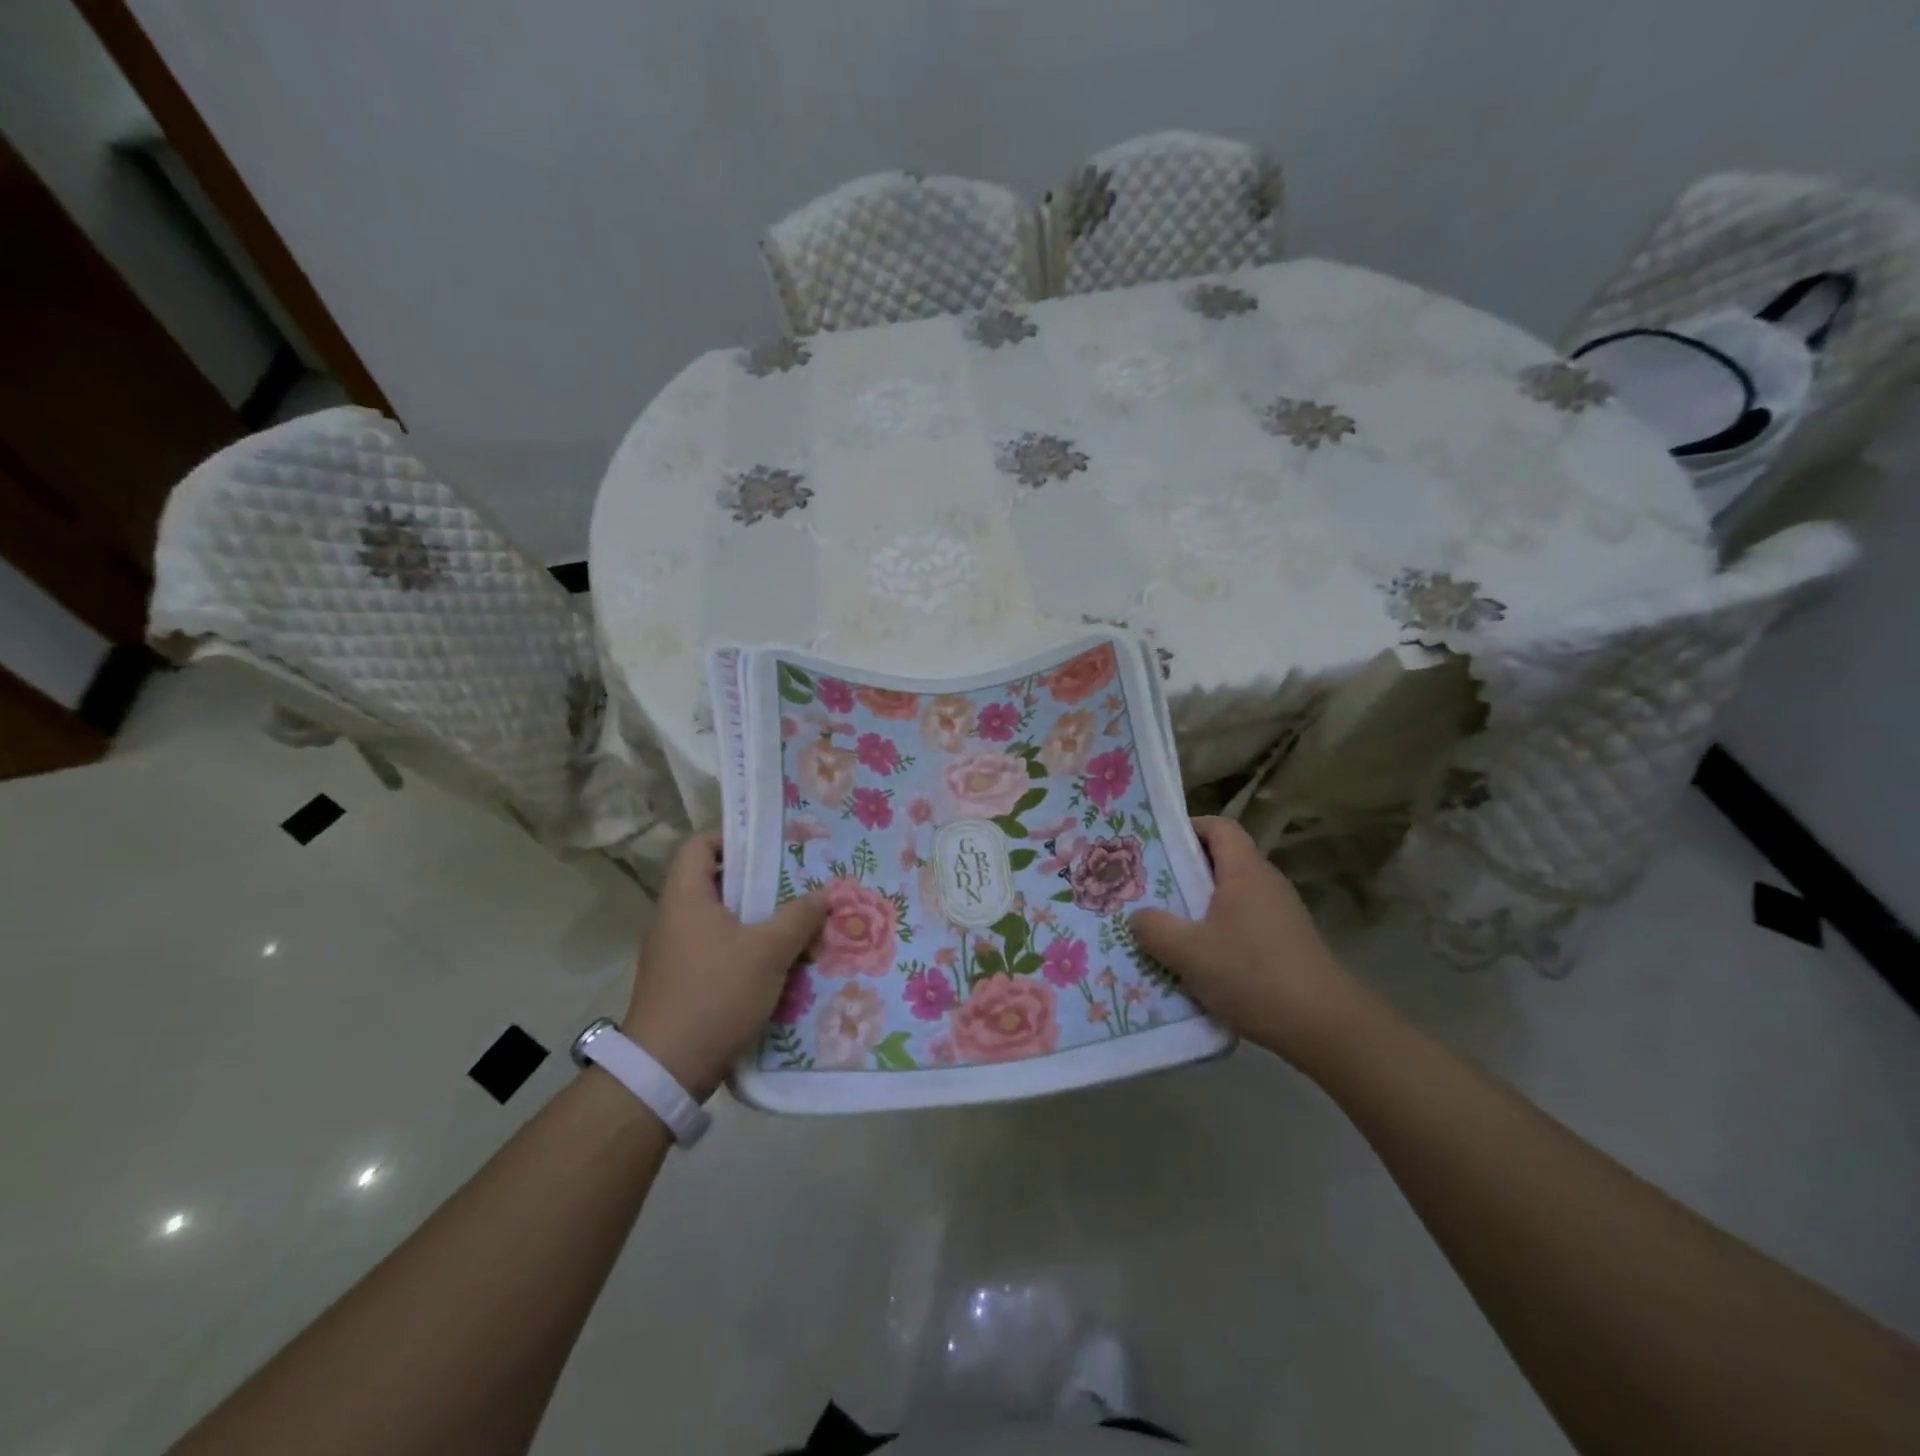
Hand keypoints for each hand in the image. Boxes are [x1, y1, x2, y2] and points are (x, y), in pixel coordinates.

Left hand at [621, 833, 827, 1099]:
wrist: (666, 1070)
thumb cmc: (715, 993)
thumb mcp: (768, 952)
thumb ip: (799, 917)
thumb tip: (824, 893)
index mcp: (685, 897)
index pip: (700, 845)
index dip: (734, 838)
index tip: (772, 847)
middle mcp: (674, 918)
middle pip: (717, 882)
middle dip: (759, 882)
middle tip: (798, 882)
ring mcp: (676, 952)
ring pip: (722, 920)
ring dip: (758, 919)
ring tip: (797, 921)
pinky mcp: (683, 982)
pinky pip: (719, 949)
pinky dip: (747, 949)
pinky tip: (779, 962)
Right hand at [1129, 816, 1364, 1067]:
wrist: (1325, 1027)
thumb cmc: (1252, 974)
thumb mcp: (1189, 952)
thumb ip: (1154, 929)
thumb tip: (1138, 917)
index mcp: (1245, 871)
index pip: (1219, 827)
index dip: (1188, 828)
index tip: (1157, 846)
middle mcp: (1266, 883)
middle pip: (1222, 861)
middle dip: (1184, 872)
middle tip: (1148, 889)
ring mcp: (1281, 914)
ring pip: (1231, 897)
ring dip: (1199, 908)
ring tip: (1166, 928)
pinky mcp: (1287, 944)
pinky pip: (1244, 924)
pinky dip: (1219, 933)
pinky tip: (1199, 962)